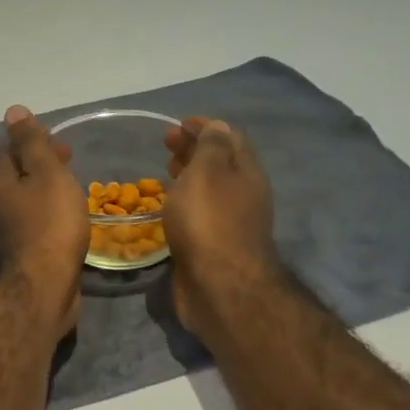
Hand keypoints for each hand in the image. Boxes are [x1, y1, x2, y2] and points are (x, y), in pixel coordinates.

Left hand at [0, 106, 87, 338]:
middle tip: (72, 166)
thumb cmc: (49, 224)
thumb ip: (32, 143)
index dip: (34, 142)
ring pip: (25, 203)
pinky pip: (34, 227)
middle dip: (41, 167)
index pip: (8, 150)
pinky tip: (68, 223)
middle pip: (16, 177)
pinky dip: (49, 218)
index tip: (62, 145)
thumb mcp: (46, 174)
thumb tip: (13, 111)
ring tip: (74, 192)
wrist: (43, 288)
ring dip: (46, 193)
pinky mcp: (20, 256)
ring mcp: (5, 234)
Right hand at [162, 116, 283, 342]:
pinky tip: (166, 205)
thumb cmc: (209, 222)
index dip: (206, 127)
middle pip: (220, 163)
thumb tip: (217, 126)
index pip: (230, 138)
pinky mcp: (213, 246)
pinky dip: (183, 201)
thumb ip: (211, 147)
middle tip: (166, 144)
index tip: (179, 123)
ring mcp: (229, 222)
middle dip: (194, 149)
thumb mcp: (208, 173)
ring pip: (208, 189)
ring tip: (164, 170)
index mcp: (246, 172)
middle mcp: (242, 195)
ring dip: (188, 175)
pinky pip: (198, 213)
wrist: (218, 287)